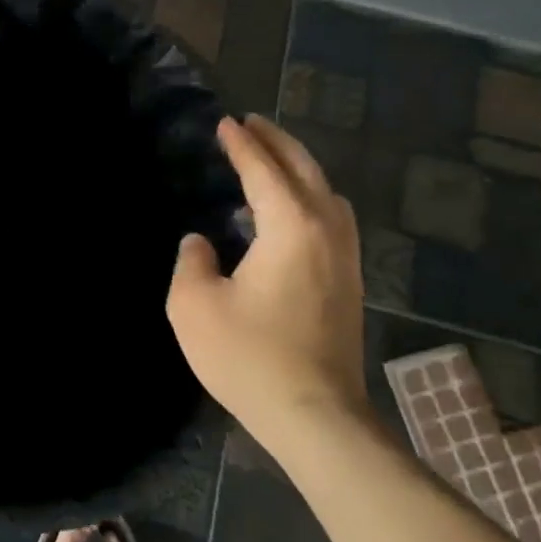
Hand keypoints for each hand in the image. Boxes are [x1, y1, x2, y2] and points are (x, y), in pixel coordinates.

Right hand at [166, 114, 368, 451]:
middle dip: (278, 143)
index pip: (264, 172)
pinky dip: (312, 197)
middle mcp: (326, 233)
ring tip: (274, 160)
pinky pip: (333, 219)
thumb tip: (201, 243)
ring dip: (301, 169)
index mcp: (291, 228)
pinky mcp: (349, 286)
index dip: (242, 145)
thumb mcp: (194, 306)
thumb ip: (191, 261)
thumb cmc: (250, 357)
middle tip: (252, 124)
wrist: (316, 419)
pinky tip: (293, 211)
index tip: (226, 122)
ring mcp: (345, 261)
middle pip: (306, 172)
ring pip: (328, 195)